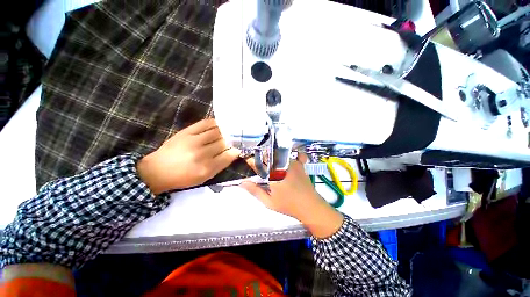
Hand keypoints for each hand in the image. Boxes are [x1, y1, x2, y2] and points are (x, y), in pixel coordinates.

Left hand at [137, 119, 239, 193]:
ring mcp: (193, 141)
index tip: (237, 149)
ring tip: (227, 132)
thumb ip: (220, 165)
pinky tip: (218, 125)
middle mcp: (201, 154)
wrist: (157, 170)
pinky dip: (215, 123)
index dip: (235, 151)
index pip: (228, 156)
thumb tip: (233, 153)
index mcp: (206, 168)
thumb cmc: (183, 177)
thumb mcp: (204, 177)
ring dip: (225, 132)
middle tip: (234, 140)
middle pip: (223, 143)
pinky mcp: (186, 132)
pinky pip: (205, 123)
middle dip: (231, 141)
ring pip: (217, 132)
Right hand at [241, 153, 343, 238]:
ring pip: (279, 154)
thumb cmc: (288, 205)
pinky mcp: (300, 164)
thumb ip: (255, 191)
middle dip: (262, 159)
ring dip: (274, 157)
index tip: (248, 161)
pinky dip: (292, 155)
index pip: (259, 163)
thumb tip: (242, 182)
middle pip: (268, 156)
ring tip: (272, 165)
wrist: (310, 207)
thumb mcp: (269, 201)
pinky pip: (295, 154)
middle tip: (260, 166)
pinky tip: (289, 160)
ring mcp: (292, 163)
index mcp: (273, 173)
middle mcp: (282, 165)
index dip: (252, 161)